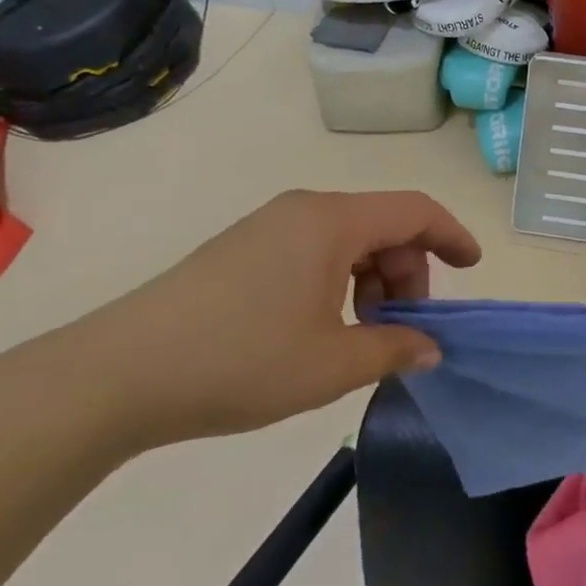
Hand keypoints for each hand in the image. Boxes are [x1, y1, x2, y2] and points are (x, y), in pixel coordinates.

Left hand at [58, 190, 480, 448]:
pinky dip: (337, 281)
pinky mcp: (242, 249)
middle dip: (407, 272)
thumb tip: (430, 348)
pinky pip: (313, 250)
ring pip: (347, 240)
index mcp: (333, 221)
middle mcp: (305, 210)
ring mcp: (269, 226)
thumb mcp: (330, 365)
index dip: (451, 236)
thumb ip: (393, 350)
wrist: (114, 375)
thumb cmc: (239, 360)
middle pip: (382, 226)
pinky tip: (320, 329)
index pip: (415, 211)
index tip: (471, 268)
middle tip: (404, 328)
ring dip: (371, 281)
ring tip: (360, 336)